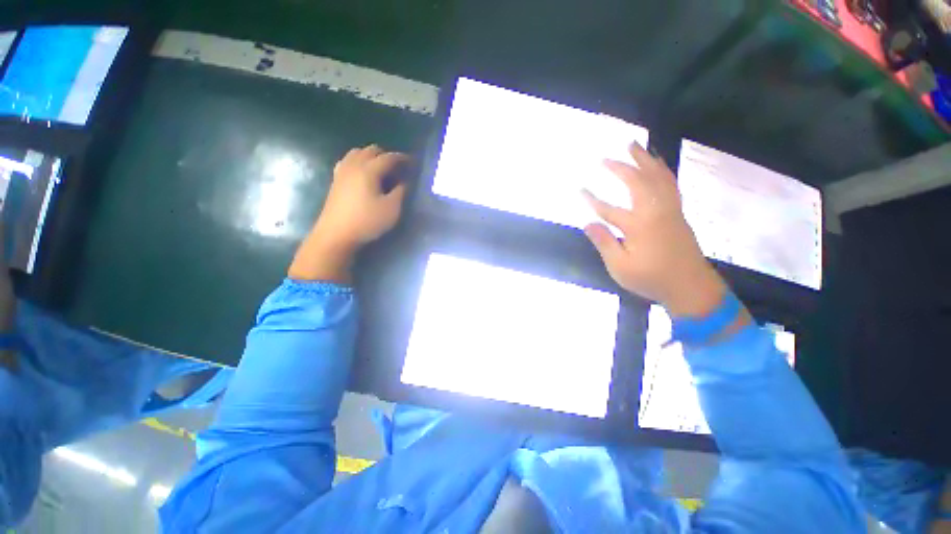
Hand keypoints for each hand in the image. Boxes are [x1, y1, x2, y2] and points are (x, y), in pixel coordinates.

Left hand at [288, 145, 410, 282]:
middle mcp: (354, 165)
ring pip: (357, 153)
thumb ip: (401, 192)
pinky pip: (348, 161)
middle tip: (398, 167)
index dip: (402, 158)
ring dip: (372, 156)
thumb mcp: (392, 209)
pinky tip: (363, 174)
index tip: (413, 162)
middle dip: (387, 155)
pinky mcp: (336, 180)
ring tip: (382, 169)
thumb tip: (405, 181)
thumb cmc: (367, 221)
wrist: (336, 234)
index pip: (389, 157)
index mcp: (369, 170)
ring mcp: (342, 171)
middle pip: (371, 150)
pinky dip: (359, 161)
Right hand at [583, 143, 726, 317]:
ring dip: (646, 160)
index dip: (592, 200)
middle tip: (606, 157)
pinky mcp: (678, 213)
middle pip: (638, 182)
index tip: (579, 190)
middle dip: (621, 168)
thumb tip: (587, 224)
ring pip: (658, 177)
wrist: (691, 286)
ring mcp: (670, 210)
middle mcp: (655, 212)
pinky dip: (662, 170)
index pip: (608, 210)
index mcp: (638, 226)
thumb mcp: (620, 267)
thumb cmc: (652, 278)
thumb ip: (604, 243)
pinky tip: (657, 165)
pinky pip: (670, 184)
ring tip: (636, 146)